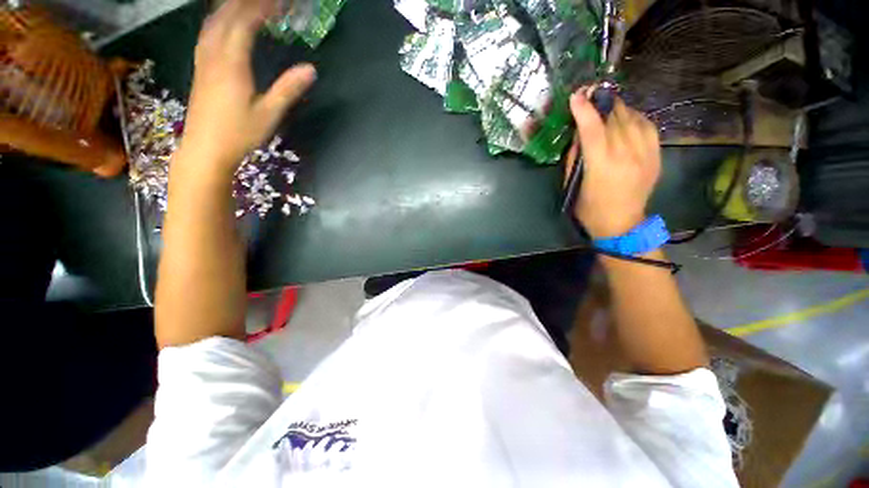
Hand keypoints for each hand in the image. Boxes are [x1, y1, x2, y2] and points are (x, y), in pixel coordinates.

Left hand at [179, 0, 316, 174]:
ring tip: (247, 5)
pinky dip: (218, 19)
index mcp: (232, 63)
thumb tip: (311, 69)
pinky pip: (207, 32)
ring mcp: (204, 59)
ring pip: (213, 21)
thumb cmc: (239, 133)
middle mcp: (214, 54)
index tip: (280, 3)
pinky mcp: (200, 67)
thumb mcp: (269, 114)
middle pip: (227, 15)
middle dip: (247, 3)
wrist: (206, 148)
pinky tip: (224, 21)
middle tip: (268, 1)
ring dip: (230, 7)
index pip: (245, 23)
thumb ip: (288, 89)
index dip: (262, 8)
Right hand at [564, 88, 660, 238]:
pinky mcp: (656, 155)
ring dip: (617, 109)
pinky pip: (648, 126)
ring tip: (607, 106)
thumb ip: (575, 157)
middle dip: (601, 103)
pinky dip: (635, 117)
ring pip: (633, 118)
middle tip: (591, 94)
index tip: (577, 96)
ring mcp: (645, 153)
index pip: (593, 129)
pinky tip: (626, 119)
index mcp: (601, 165)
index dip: (584, 110)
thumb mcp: (573, 185)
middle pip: (615, 118)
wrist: (622, 224)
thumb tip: (579, 133)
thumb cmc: (589, 208)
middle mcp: (626, 155)